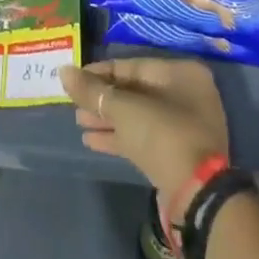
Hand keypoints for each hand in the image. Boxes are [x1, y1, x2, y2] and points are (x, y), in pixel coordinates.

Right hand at [59, 59, 227, 217]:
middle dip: (103, 99)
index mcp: (181, 74)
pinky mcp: (177, 154)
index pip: (133, 65)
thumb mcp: (123, 109)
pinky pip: (143, 137)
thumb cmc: (161, 135)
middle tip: (74, 104)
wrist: (195, 194)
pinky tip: (91, 141)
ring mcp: (184, 126)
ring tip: (79, 122)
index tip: (74, 80)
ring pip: (138, 116)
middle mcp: (186, 94)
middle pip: (135, 91)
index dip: (101, 72)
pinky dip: (119, 137)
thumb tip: (63, 72)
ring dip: (108, 119)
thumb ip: (92, 90)